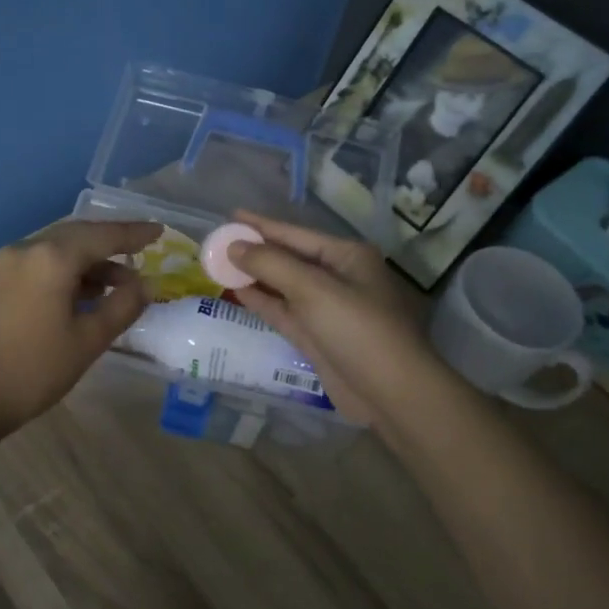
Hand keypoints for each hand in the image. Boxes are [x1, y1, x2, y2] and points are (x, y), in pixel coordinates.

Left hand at [0, 219, 159, 440]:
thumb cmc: (34, 370)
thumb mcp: (88, 340)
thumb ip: (122, 306)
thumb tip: (146, 285)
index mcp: (52, 259)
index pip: (103, 236)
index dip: (134, 233)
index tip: (160, 231)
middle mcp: (27, 250)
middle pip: (78, 235)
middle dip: (112, 243)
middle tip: (143, 250)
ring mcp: (7, 265)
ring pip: (58, 249)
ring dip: (90, 260)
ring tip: (120, 282)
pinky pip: (41, 263)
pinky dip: (68, 271)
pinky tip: (86, 292)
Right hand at [227, 212, 436, 426]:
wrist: (390, 392)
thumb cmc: (358, 330)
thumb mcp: (314, 290)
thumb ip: (271, 264)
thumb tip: (234, 246)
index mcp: (347, 256)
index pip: (296, 234)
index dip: (262, 225)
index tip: (231, 216)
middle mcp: (339, 277)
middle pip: (289, 258)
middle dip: (256, 251)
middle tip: (217, 242)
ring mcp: (328, 309)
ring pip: (284, 286)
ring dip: (255, 276)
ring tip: (219, 264)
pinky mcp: (318, 336)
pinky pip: (284, 311)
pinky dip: (263, 301)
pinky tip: (238, 292)